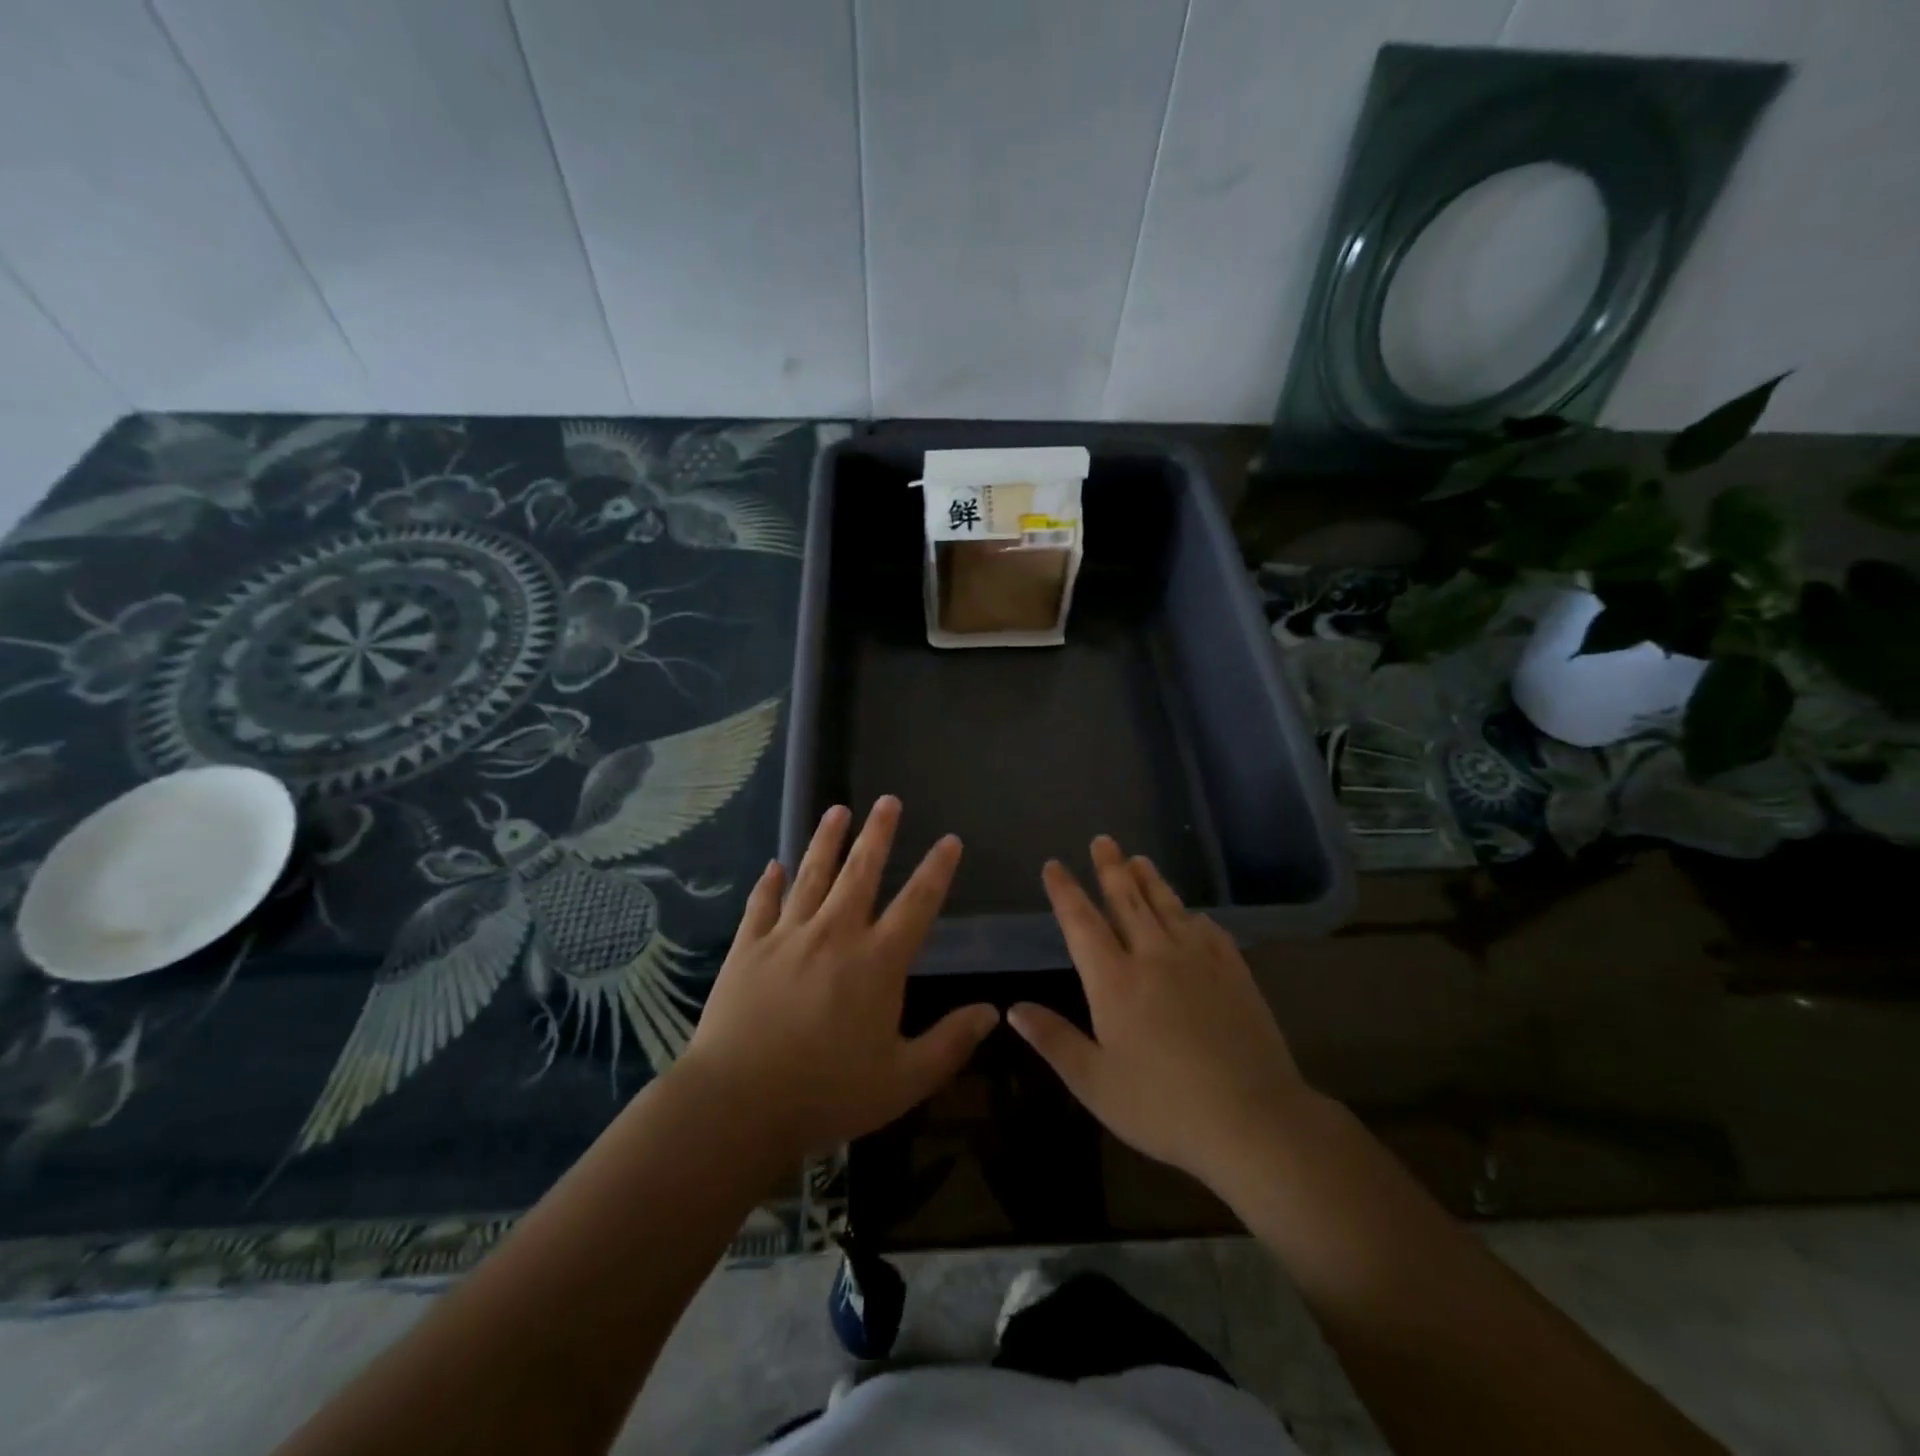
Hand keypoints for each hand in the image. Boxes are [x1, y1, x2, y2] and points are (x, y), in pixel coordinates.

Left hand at [677, 796, 997, 1161]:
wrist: (738, 1103)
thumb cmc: (827, 1093)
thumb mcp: (903, 1080)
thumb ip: (950, 1043)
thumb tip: (992, 1012)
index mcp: (877, 961)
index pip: (917, 903)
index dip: (937, 870)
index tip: (949, 840)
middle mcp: (835, 934)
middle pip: (861, 872)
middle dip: (878, 834)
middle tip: (887, 800)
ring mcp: (788, 936)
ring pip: (812, 875)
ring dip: (827, 840)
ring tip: (838, 810)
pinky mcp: (749, 948)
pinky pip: (762, 905)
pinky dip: (770, 883)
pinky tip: (775, 865)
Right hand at [1008, 837, 1314, 1197]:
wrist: (1253, 1119)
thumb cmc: (1163, 1106)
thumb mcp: (1095, 1083)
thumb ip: (1054, 1040)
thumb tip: (1013, 1008)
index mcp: (1115, 981)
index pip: (1082, 923)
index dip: (1065, 892)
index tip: (1054, 865)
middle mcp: (1154, 957)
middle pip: (1127, 901)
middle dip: (1111, 868)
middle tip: (1103, 840)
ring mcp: (1199, 961)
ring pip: (1168, 907)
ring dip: (1151, 880)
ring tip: (1139, 858)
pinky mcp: (1235, 973)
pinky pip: (1210, 932)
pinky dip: (1194, 916)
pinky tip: (1194, 913)